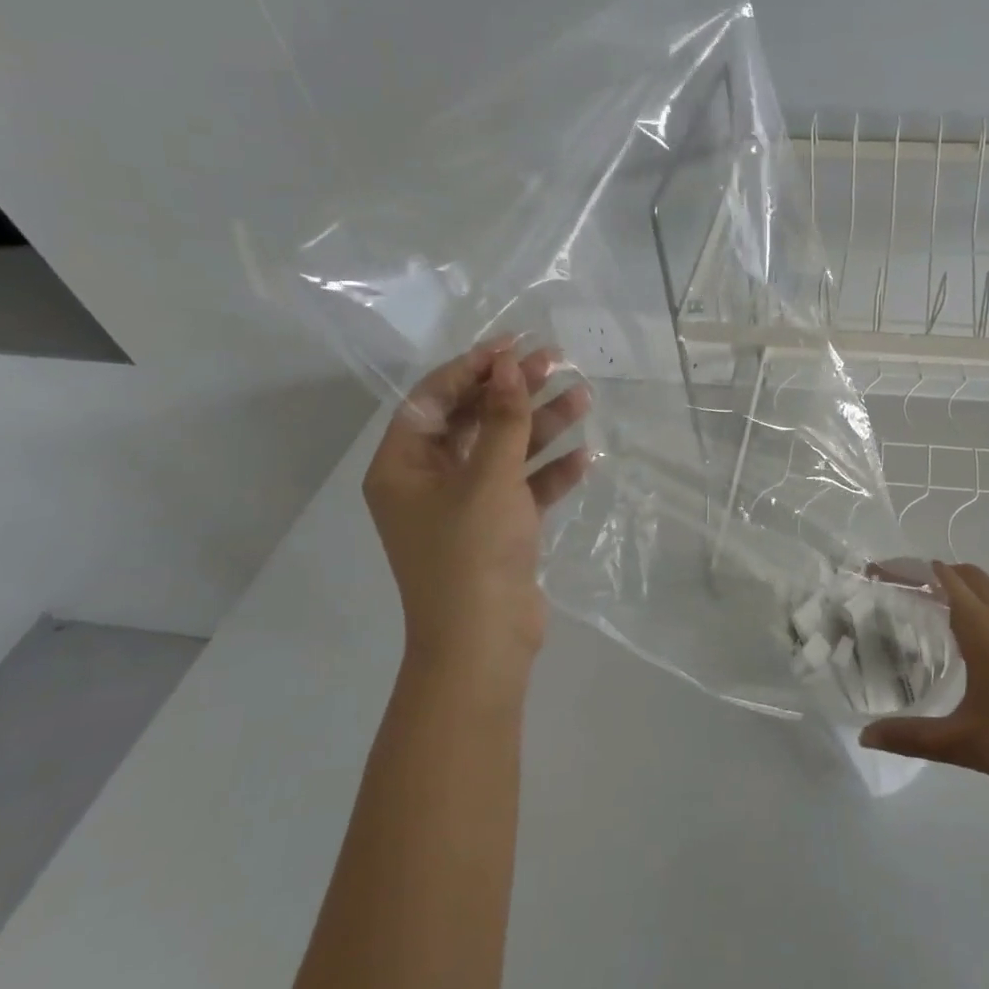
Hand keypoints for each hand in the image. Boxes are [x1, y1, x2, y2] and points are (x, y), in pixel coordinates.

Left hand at [362, 338, 589, 683]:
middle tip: (556, 362)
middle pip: (473, 420)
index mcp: (403, 466)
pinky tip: (585, 457)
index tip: (515, 345)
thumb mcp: (489, 478)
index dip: (474, 366)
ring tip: (584, 397)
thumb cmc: (472, 553)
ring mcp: (464, 505)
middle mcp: (428, 480)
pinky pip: (522, 486)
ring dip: (541, 426)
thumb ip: (503, 418)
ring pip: (504, 451)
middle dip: (514, 391)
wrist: (483, 643)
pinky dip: (550, 471)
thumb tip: (505, 364)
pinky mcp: (496, 528)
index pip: (435, 398)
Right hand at [859, 562, 988, 797]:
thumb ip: (912, 737)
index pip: (939, 578)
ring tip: (926, 613)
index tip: (875, 573)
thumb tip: (866, 736)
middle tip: (898, 590)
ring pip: (986, 590)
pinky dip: (975, 607)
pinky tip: (968, 644)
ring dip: (956, 589)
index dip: (905, 570)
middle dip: (930, 573)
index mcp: (981, 626)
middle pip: (964, 573)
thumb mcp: (964, 742)